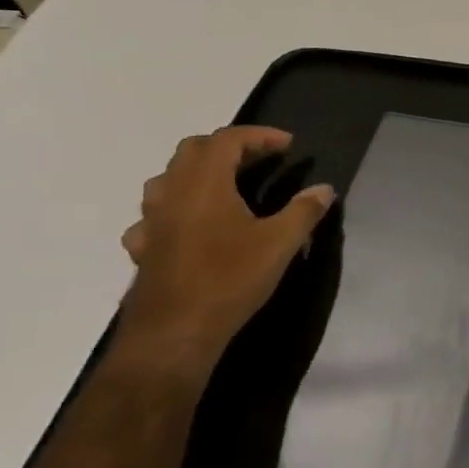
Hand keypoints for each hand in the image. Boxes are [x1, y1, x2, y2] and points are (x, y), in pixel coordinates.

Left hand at [116, 127, 334, 370]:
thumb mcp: (280, 244)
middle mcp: (172, 192)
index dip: (259, 135)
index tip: (287, 145)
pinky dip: (175, 210)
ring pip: (168, 179)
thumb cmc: (230, 279)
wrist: (175, 332)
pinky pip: (154, 216)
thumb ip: (304, 211)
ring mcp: (151, 220)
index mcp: (205, 183)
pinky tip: (190, 227)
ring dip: (197, 173)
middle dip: (228, 147)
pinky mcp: (144, 247)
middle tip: (259, 160)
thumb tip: (325, 189)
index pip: (228, 139)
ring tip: (225, 186)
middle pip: (193, 150)